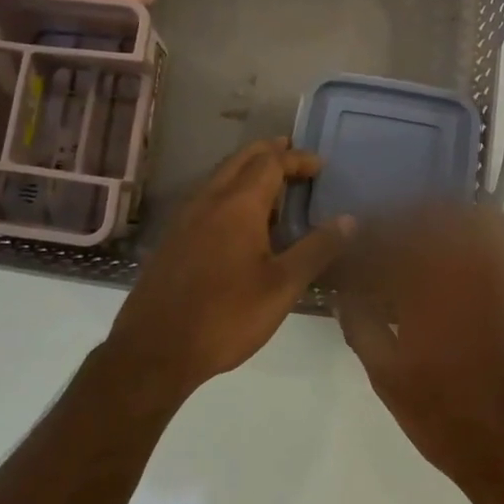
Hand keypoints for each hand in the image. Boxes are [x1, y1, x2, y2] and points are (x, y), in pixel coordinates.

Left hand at [105, 138, 352, 402]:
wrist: (154, 350)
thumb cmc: (226, 316)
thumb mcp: (282, 286)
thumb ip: (316, 249)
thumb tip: (349, 219)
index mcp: (238, 204)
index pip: (271, 162)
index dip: (298, 159)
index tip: (321, 167)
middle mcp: (209, 199)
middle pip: (242, 159)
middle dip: (271, 153)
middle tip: (297, 159)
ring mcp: (186, 217)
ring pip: (221, 176)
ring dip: (249, 171)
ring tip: (275, 187)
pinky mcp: (173, 237)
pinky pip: (207, 197)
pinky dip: (231, 191)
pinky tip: (241, 221)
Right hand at [337, 208, 503, 503]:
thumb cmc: (448, 420)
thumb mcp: (388, 379)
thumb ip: (361, 326)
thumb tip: (342, 291)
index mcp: (430, 288)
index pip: (394, 239)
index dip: (373, 235)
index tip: (360, 242)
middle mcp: (472, 269)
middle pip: (436, 218)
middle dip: (407, 222)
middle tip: (390, 240)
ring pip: (480, 221)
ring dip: (451, 221)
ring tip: (433, 239)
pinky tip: (491, 247)